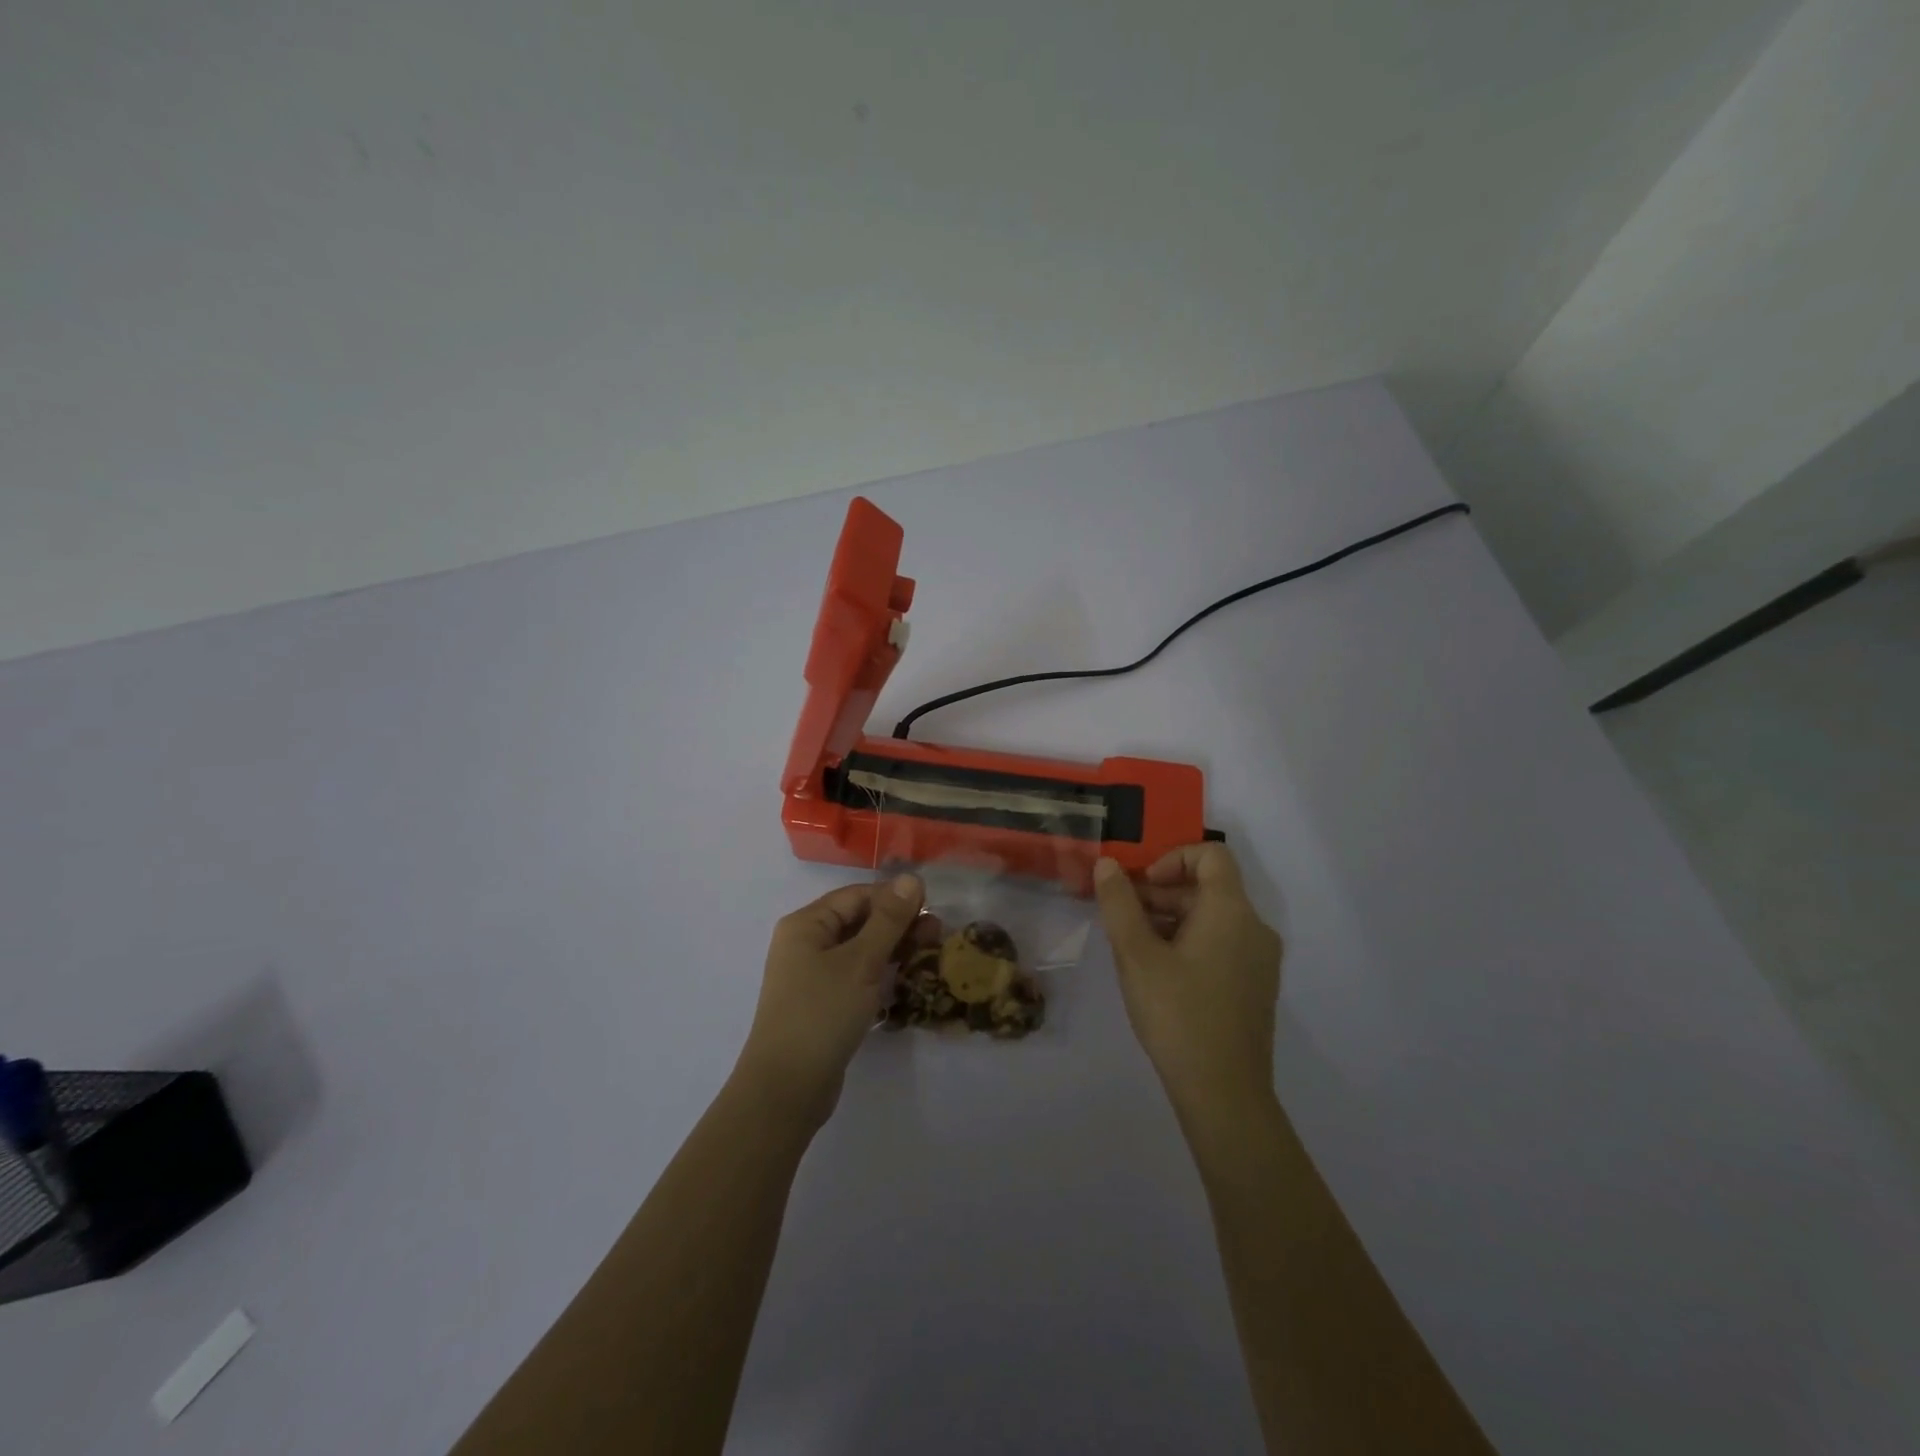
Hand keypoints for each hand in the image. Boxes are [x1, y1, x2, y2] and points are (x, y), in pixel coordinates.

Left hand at [736, 874, 924, 1126]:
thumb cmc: (822, 1014)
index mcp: (806, 924)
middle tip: (938, 936)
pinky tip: (906, 981)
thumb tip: (911, 878)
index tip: (933, 910)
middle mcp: (806, 943)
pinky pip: (856, 976)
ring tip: (929, 957)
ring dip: (894, 950)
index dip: (895, 898)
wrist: (786, 1089)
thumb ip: (888, 920)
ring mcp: (813, 975)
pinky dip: (881, 974)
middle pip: (859, 921)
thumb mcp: (860, 962)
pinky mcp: (823, 1003)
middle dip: (898, 925)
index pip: (858, 895)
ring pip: (860, 950)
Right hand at [1093, 845, 1282, 1121]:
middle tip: (1122, 918)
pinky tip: (1159, 974)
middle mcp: (1254, 928)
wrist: (1224, 1093)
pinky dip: (1190, 942)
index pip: (1211, 855)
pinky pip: (1222, 944)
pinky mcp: (1255, 987)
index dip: (1172, 858)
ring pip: (1213, 918)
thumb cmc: (1177, 1014)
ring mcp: (1259, 960)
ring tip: (1134, 948)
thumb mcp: (1136, 954)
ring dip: (1171, 919)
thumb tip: (1108, 865)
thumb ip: (1119, 903)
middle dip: (1161, 893)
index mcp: (1231, 911)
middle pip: (1208, 887)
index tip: (1140, 886)